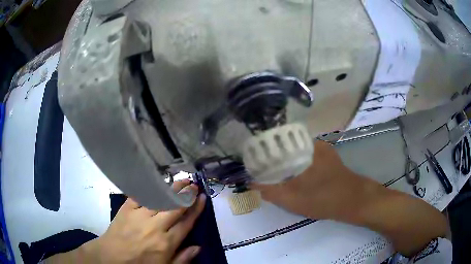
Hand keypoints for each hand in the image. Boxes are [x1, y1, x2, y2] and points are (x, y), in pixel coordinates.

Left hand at [47, 179, 205, 263]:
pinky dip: (150, 188)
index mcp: (166, 242)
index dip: (196, 209)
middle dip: (187, 194)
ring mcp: (140, 215)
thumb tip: (198, 247)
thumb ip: (183, 259)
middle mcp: (155, 227)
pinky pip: (141, 195)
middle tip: (194, 184)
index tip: (203, 198)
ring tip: (182, 179)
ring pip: (160, 198)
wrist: (111, 257)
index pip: (186, 222)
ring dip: (172, 188)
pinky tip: (157, 182)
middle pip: (175, 207)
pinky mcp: (127, 208)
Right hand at [252, 140, 447, 255]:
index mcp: (306, 147)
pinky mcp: (328, 160)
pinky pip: (305, 159)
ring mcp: (323, 152)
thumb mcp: (294, 199)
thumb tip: (251, 183)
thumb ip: (270, 191)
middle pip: (285, 146)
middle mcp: (314, 144)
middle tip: (260, 170)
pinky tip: (292, 179)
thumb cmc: (326, 198)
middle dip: (271, 156)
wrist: (356, 201)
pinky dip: (295, 166)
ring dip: (283, 162)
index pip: (277, 140)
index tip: (253, 159)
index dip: (262, 148)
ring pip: (296, 152)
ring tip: (272, 174)